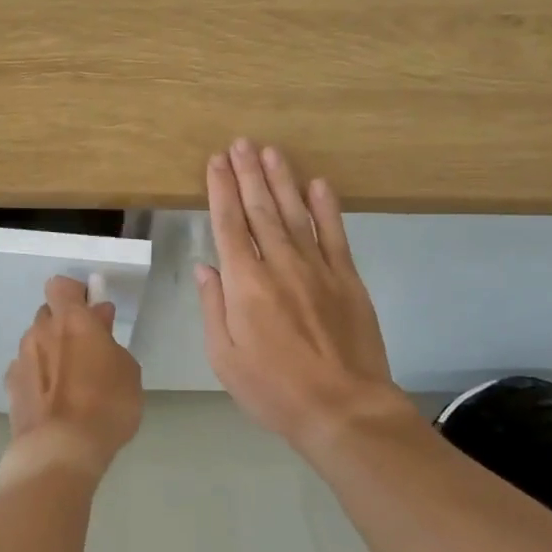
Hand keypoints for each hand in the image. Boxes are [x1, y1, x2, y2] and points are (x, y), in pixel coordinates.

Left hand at [1, 275, 143, 488]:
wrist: (59, 451)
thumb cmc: (105, 405)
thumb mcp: (127, 370)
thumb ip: (110, 339)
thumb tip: (98, 319)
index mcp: (70, 320)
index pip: (61, 286)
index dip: (75, 293)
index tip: (92, 310)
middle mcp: (39, 332)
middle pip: (48, 315)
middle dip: (64, 325)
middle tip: (87, 349)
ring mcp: (20, 360)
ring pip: (36, 344)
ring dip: (50, 352)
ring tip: (71, 382)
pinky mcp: (10, 388)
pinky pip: (27, 371)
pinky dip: (39, 378)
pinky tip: (53, 402)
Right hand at [197, 139, 423, 457]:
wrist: (343, 409)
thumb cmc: (273, 389)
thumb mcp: (224, 357)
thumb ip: (214, 307)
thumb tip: (205, 267)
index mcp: (244, 284)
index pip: (228, 225)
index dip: (221, 190)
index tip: (216, 162)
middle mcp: (279, 265)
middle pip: (260, 210)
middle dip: (248, 174)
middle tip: (241, 143)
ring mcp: (317, 268)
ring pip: (295, 213)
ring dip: (282, 180)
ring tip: (271, 152)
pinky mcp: (347, 279)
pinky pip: (335, 234)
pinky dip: (326, 207)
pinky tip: (318, 184)